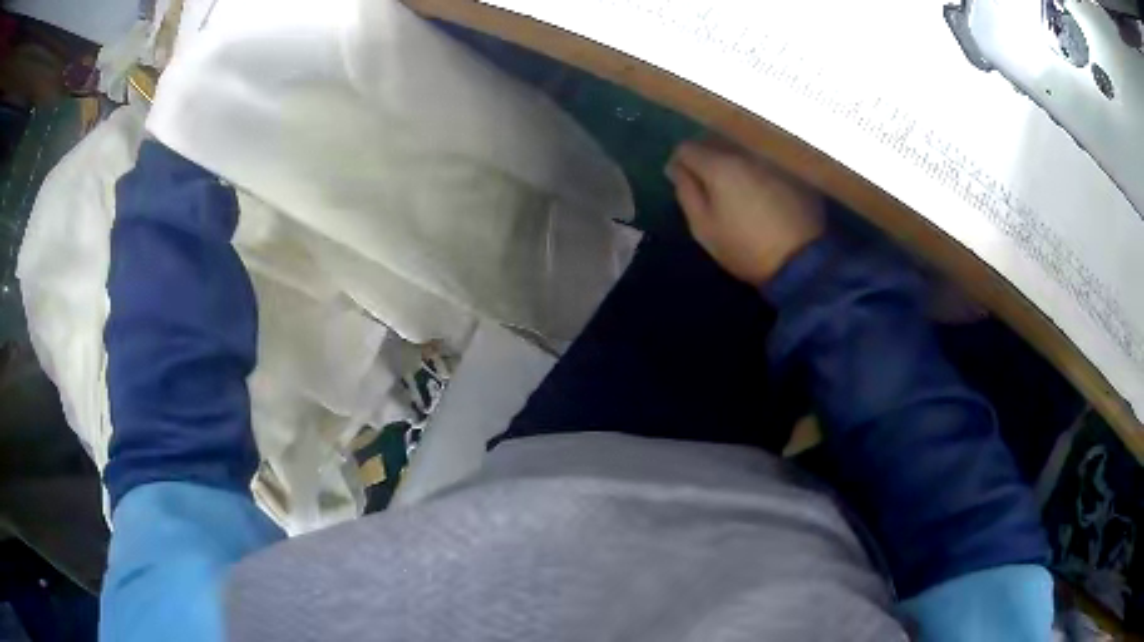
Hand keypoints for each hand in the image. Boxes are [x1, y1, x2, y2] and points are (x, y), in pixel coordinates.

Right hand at [667, 140, 825, 285]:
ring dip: (732, 160)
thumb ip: (686, 192)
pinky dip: (755, 168)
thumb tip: (676, 168)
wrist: (802, 261)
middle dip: (705, 157)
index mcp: (719, 165)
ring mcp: (772, 159)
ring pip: (741, 148)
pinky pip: (764, 159)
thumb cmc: (745, 248)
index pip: (687, 148)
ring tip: (734, 186)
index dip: (679, 163)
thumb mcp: (704, 228)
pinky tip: (760, 191)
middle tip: (706, 184)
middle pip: (715, 141)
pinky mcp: (792, 170)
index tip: (681, 181)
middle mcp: (745, 152)